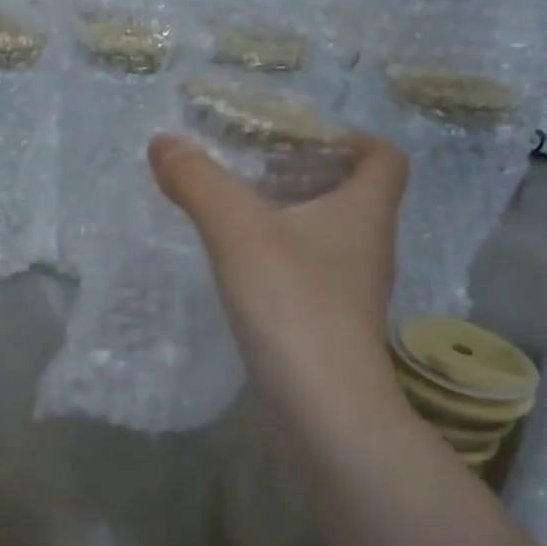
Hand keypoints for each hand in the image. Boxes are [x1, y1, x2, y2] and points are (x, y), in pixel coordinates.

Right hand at [148, 130, 408, 425]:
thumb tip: (163, 141)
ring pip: (326, 237)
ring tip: (235, 211)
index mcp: (364, 212)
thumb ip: (200, 182)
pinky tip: (239, 267)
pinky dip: (279, 259)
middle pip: (351, 195)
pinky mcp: (328, 326)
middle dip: (305, 174)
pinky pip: (307, 274)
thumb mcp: (237, 232)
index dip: (350, 138)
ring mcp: (350, 291)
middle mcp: (367, 247)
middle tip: (251, 167)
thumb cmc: (293, 304)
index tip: (299, 136)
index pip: (383, 158)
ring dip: (289, 218)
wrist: (322, 408)